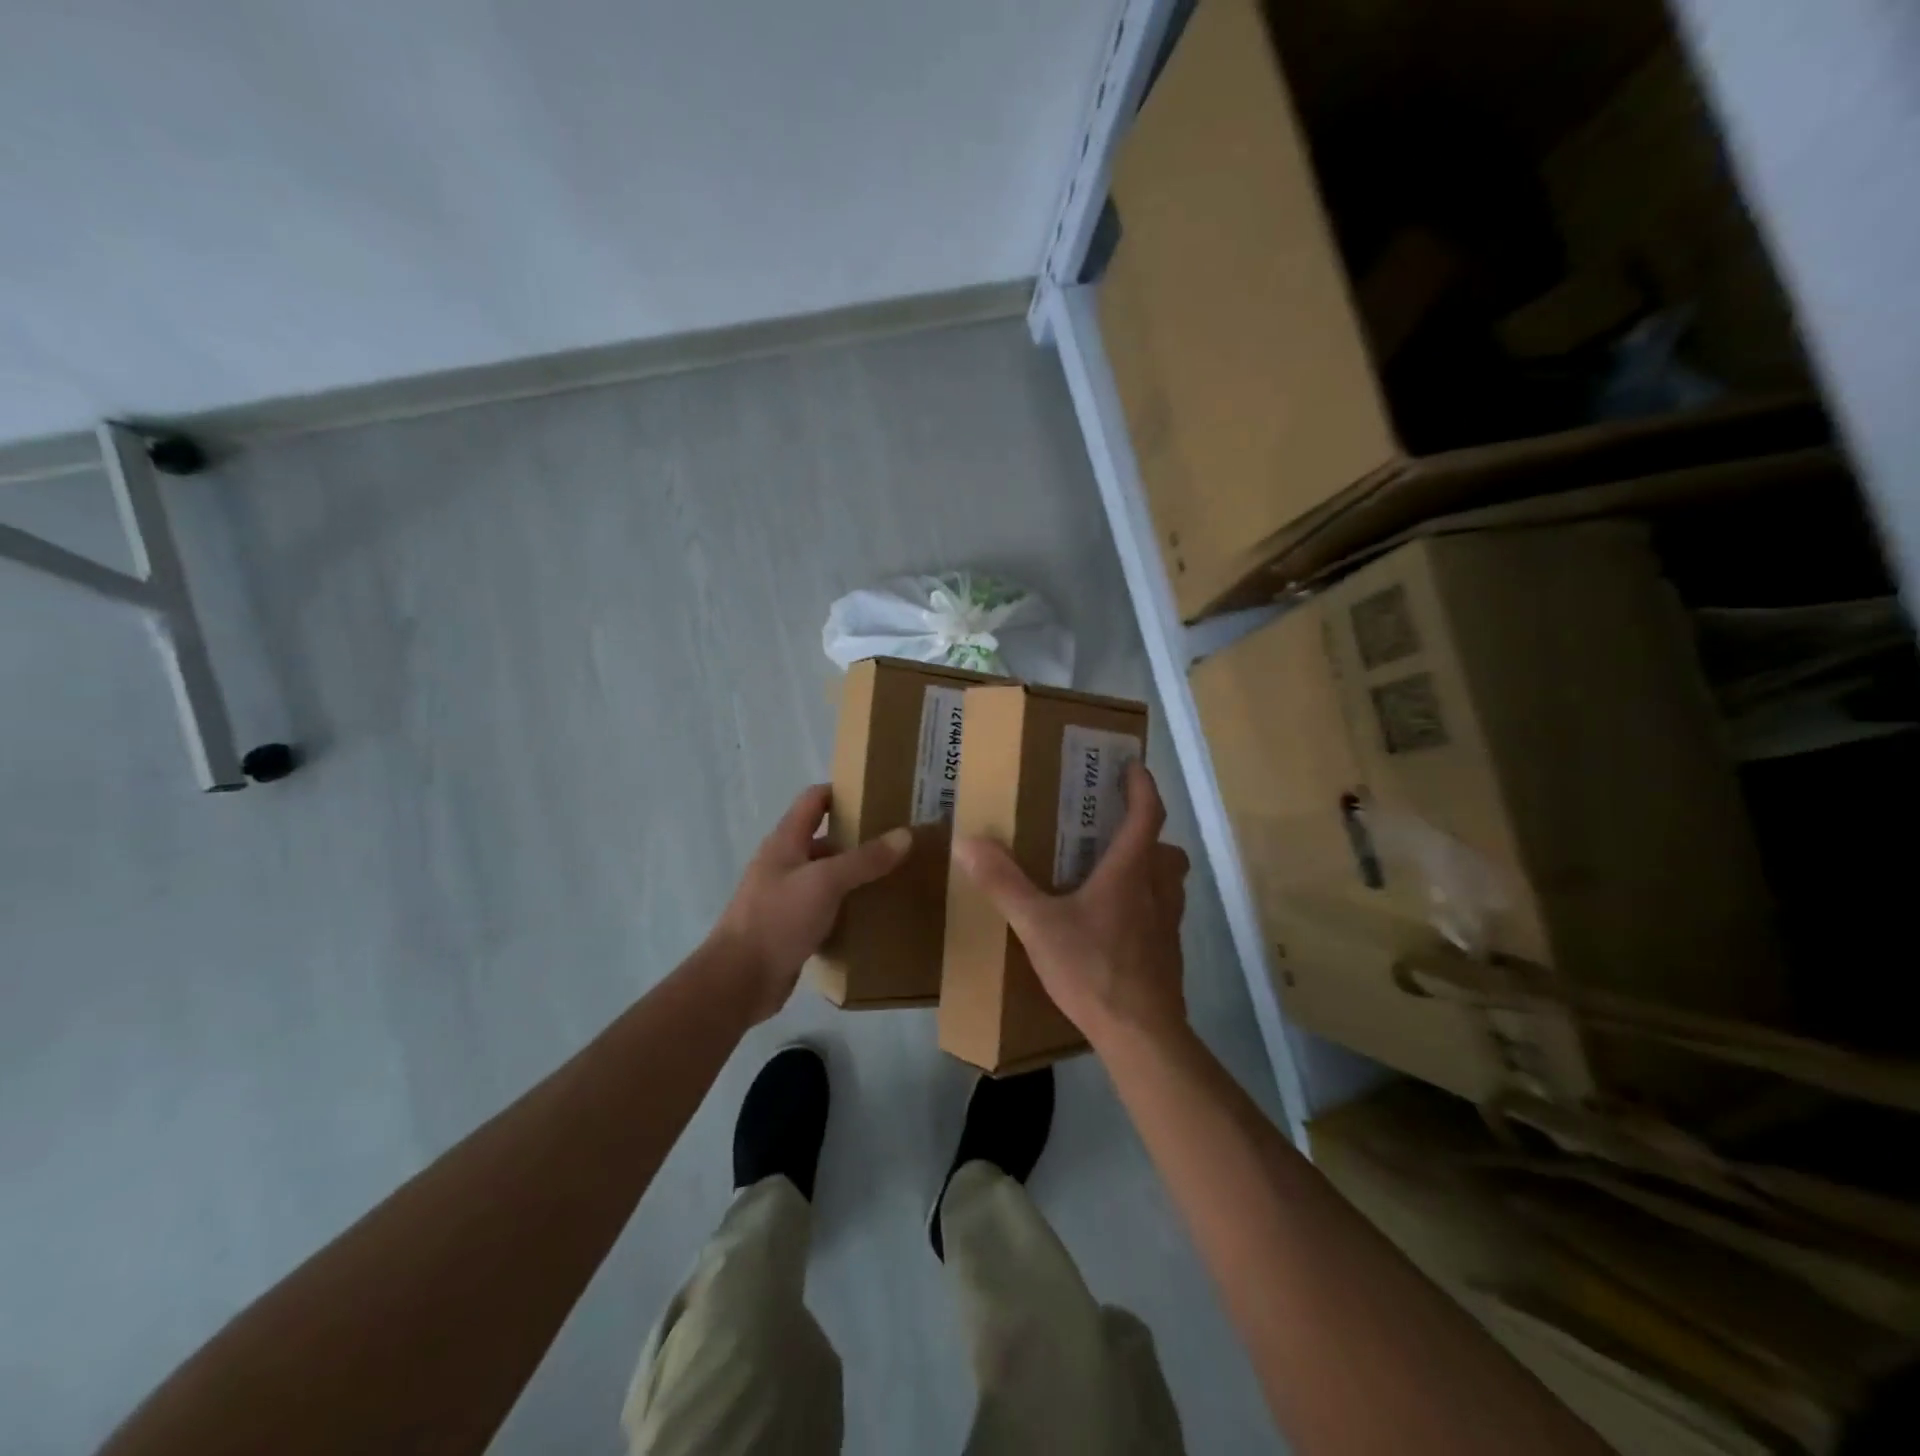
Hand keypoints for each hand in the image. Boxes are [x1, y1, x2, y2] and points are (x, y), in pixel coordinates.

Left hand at [709, 784, 911, 1022]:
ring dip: (855, 875)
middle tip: (899, 841)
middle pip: (825, 839)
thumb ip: (865, 859)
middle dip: (859, 838)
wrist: (738, 981)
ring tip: (895, 877)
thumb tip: (905, 834)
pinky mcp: (791, 928)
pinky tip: (872, 915)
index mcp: (785, 841)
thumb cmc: (777, 919)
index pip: (814, 800)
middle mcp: (784, 863)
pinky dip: (847, 907)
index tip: (880, 796)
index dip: (843, 792)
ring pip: (827, 876)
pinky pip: (825, 909)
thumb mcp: (825, 882)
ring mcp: (786, 897)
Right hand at [953, 761, 1190, 1053]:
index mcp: (1131, 871)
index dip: (1143, 786)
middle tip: (1113, 828)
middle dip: (1146, 832)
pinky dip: (1146, 904)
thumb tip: (967, 841)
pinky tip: (1114, 924)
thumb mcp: (1037, 925)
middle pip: (1166, 848)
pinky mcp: (1169, 953)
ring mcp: (1169, 924)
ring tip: (1112, 873)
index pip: (1148, 814)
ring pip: (1169, 881)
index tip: (1133, 766)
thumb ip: (1003, 883)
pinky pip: (1163, 913)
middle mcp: (1158, 890)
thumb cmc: (1092, 969)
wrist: (1141, 1035)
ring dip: (1150, 868)